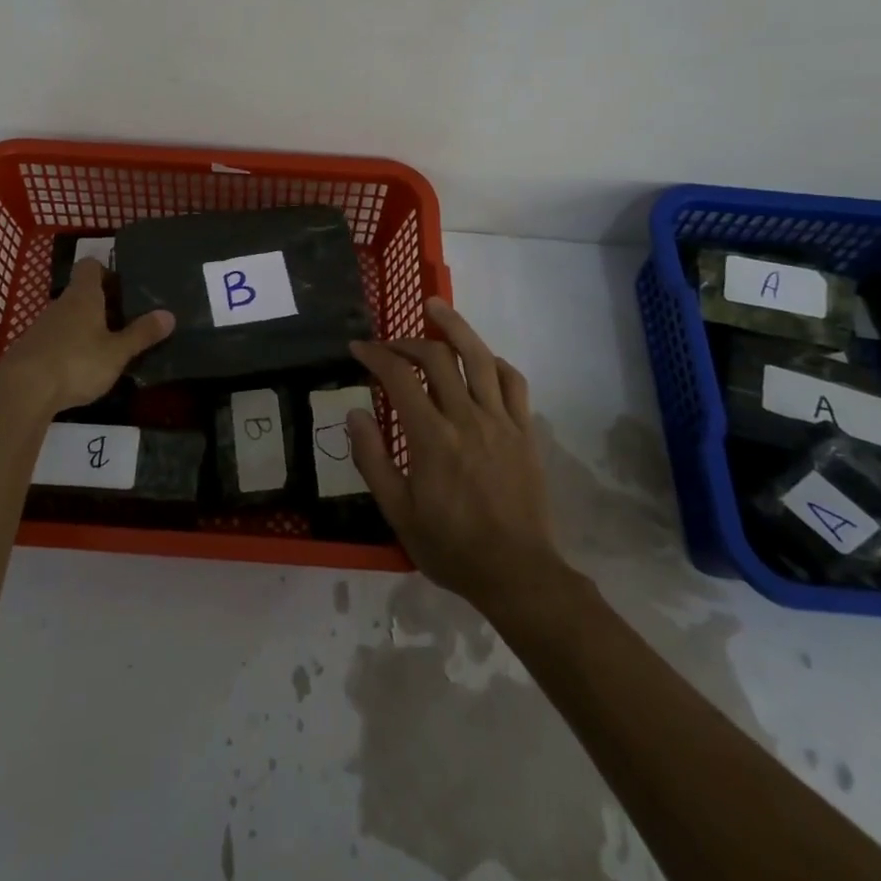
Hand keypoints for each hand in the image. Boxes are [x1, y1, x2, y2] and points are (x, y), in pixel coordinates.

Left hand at [0, 260, 174, 415]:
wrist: (22, 391)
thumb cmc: (76, 362)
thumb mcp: (117, 352)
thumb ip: (141, 334)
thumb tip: (169, 315)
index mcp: (83, 296)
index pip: (90, 266)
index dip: (106, 272)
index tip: (123, 288)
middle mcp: (61, 304)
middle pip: (81, 293)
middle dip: (102, 305)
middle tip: (125, 322)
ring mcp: (41, 327)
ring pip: (68, 317)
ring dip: (85, 328)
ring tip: (106, 349)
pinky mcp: (30, 350)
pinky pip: (55, 339)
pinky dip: (69, 348)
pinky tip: (79, 370)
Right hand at [348, 299, 561, 611]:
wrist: (518, 574)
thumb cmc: (450, 546)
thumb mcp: (397, 512)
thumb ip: (372, 459)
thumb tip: (355, 413)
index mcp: (432, 437)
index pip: (399, 376)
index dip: (374, 354)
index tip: (357, 348)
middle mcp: (467, 417)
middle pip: (438, 356)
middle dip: (408, 340)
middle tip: (390, 344)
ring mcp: (501, 421)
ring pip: (480, 357)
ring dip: (456, 327)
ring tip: (437, 307)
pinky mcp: (525, 431)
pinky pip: (514, 382)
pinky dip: (495, 362)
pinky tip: (482, 359)